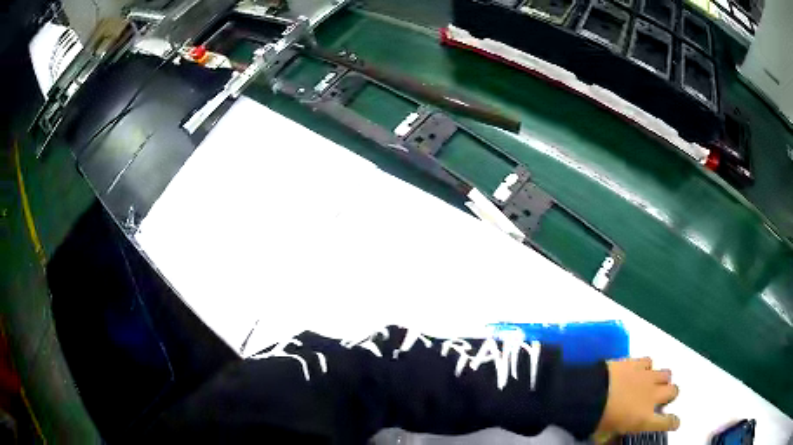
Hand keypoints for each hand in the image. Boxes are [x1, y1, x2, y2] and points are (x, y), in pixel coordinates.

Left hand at [596, 357, 679, 433]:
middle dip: (669, 395)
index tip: (675, 422)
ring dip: (661, 379)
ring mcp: (646, 377)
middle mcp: (652, 396)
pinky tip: (639, 371)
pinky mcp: (637, 362)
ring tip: (652, 383)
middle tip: (659, 399)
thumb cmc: (595, 420)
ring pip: (666, 373)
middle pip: (674, 391)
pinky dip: (646, 367)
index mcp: (645, 419)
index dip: (673, 422)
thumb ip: (614, 438)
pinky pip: (649, 361)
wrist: (588, 395)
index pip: (668, 422)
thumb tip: (614, 440)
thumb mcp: (603, 437)